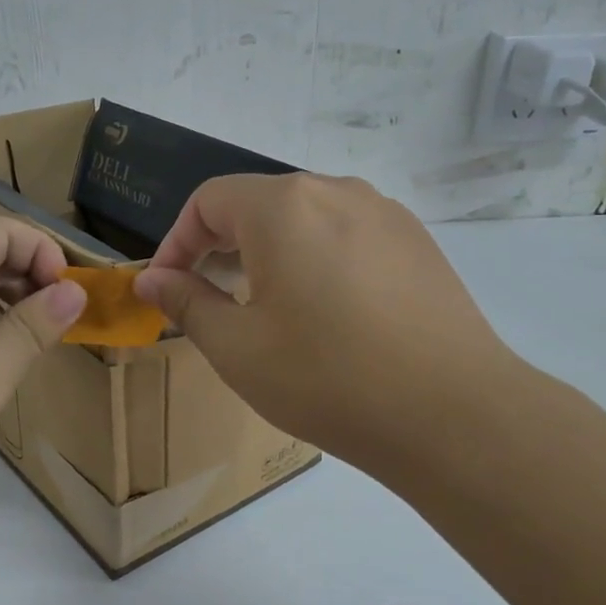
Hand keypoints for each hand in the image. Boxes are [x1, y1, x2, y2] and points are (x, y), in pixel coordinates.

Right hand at [132, 174, 520, 471]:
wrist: (453, 414)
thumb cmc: (328, 378)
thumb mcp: (238, 348)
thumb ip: (187, 303)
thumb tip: (152, 280)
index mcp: (283, 206)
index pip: (209, 200)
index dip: (177, 241)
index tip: (167, 287)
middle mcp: (335, 190)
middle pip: (258, 203)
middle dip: (221, 245)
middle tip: (209, 298)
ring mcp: (384, 213)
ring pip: (305, 218)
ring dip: (270, 251)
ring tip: (265, 306)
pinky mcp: (416, 242)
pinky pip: (347, 234)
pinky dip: (316, 258)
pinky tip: (326, 311)